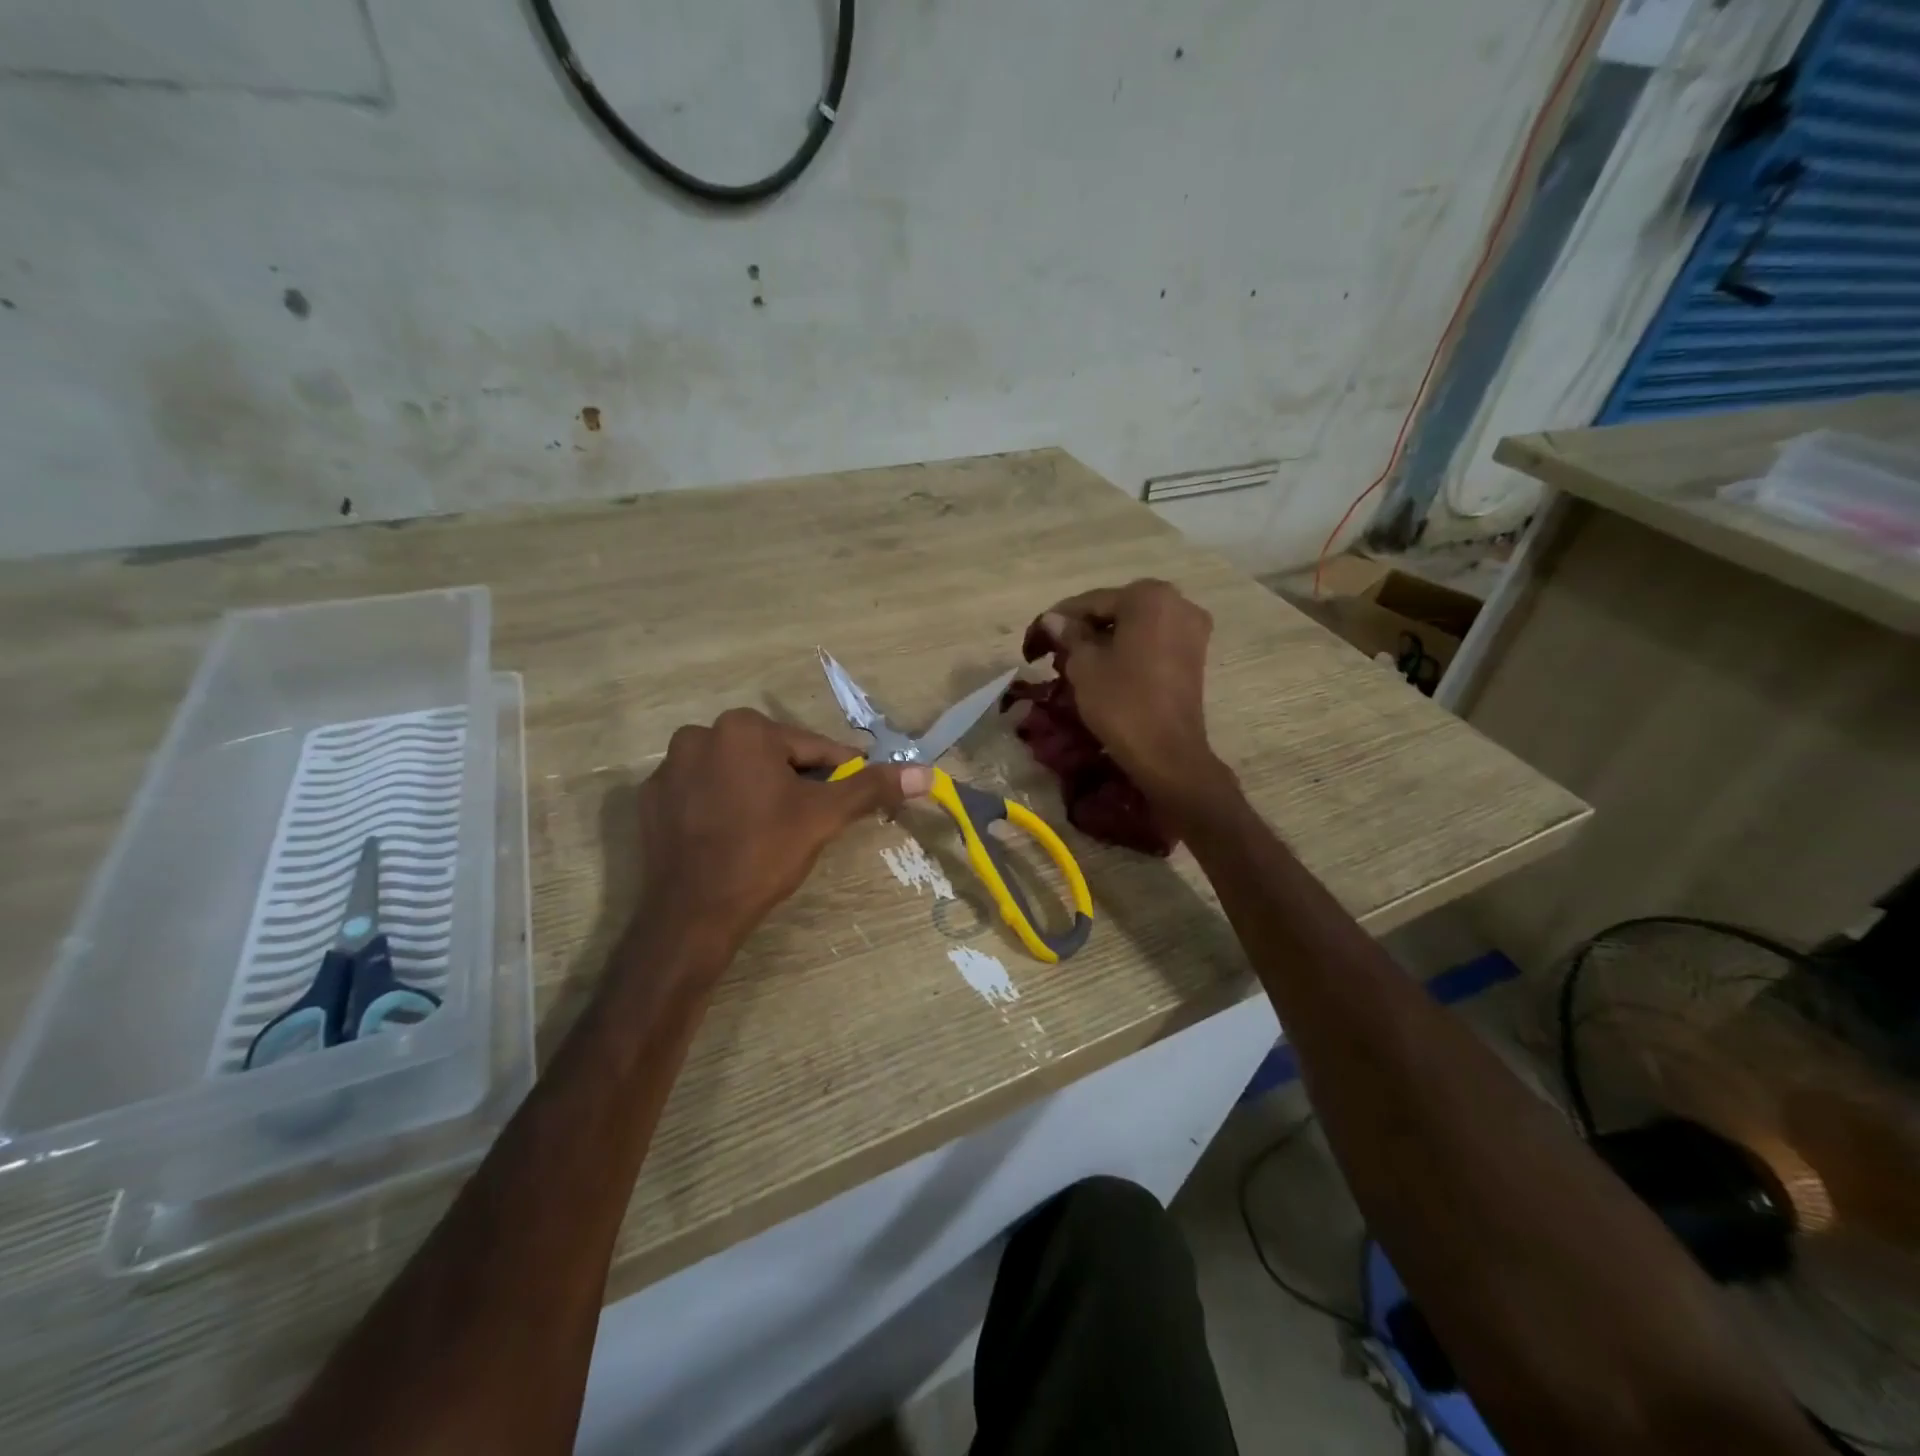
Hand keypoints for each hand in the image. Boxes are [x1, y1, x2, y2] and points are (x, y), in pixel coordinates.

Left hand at [634, 708, 930, 954]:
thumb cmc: (764, 853)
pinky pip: (703, 792)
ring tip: (772, 831)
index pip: (811, 748)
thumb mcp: (824, 817)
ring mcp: (669, 767)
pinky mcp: (651, 799)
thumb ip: (872, 787)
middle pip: (771, 756)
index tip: (851, 797)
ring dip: (759, 791)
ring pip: (737, 772)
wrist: (692, 914)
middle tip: (810, 821)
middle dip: (796, 783)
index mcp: (744, 728)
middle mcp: (701, 734)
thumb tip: (925, 772)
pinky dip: (723, 805)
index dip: (838, 774)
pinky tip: (732, 835)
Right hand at [1037, 579, 1231, 809]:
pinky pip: (1151, 641)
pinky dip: (1126, 649)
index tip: (1032, 641)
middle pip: (1114, 610)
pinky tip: (1103, 668)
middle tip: (1051, 653)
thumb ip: (1068, 634)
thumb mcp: (1084, 665)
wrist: (1167, 754)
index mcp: (1149, 596)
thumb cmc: (1122, 702)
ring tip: (1073, 663)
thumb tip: (1053, 619)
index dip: (1056, 621)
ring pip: (1133, 626)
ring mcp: (1192, 629)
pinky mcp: (1194, 654)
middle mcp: (1177, 602)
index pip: (1090, 602)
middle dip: (1082, 629)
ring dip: (1103, 640)